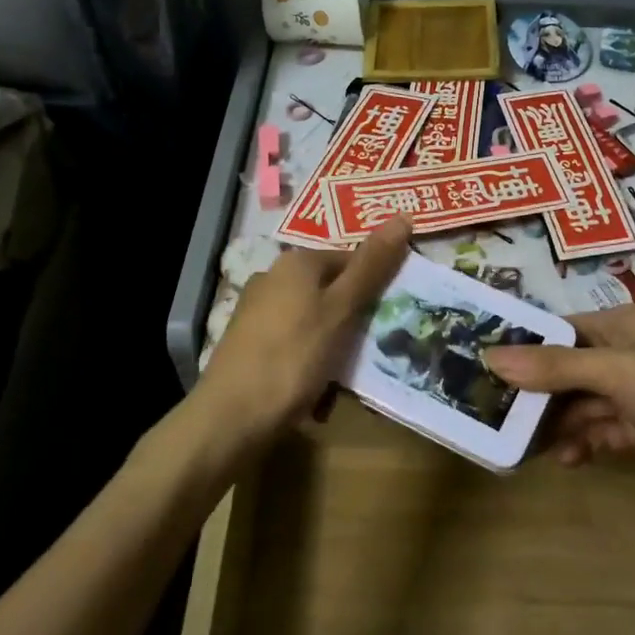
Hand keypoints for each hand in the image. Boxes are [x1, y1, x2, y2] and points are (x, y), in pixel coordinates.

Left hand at [195, 214, 412, 448]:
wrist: (231, 418)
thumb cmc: (293, 357)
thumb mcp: (341, 310)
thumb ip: (372, 266)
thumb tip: (403, 216)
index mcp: (297, 262)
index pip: (351, 259)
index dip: (376, 286)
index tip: (393, 317)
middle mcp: (273, 278)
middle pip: (332, 291)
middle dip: (355, 321)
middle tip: (371, 351)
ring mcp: (258, 311)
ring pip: (315, 321)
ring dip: (334, 347)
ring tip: (344, 377)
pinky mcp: (250, 343)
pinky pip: (295, 344)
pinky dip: (310, 362)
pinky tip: (315, 390)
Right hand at [484, 302, 634, 541]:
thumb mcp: (622, 374)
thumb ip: (556, 367)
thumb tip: (490, 354)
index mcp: (628, 326)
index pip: (562, 328)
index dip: (523, 345)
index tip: (479, 365)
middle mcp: (634, 356)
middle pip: (569, 368)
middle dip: (535, 391)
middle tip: (492, 415)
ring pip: (584, 404)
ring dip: (557, 423)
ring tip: (522, 446)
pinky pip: (605, 433)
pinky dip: (585, 444)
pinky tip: (568, 462)